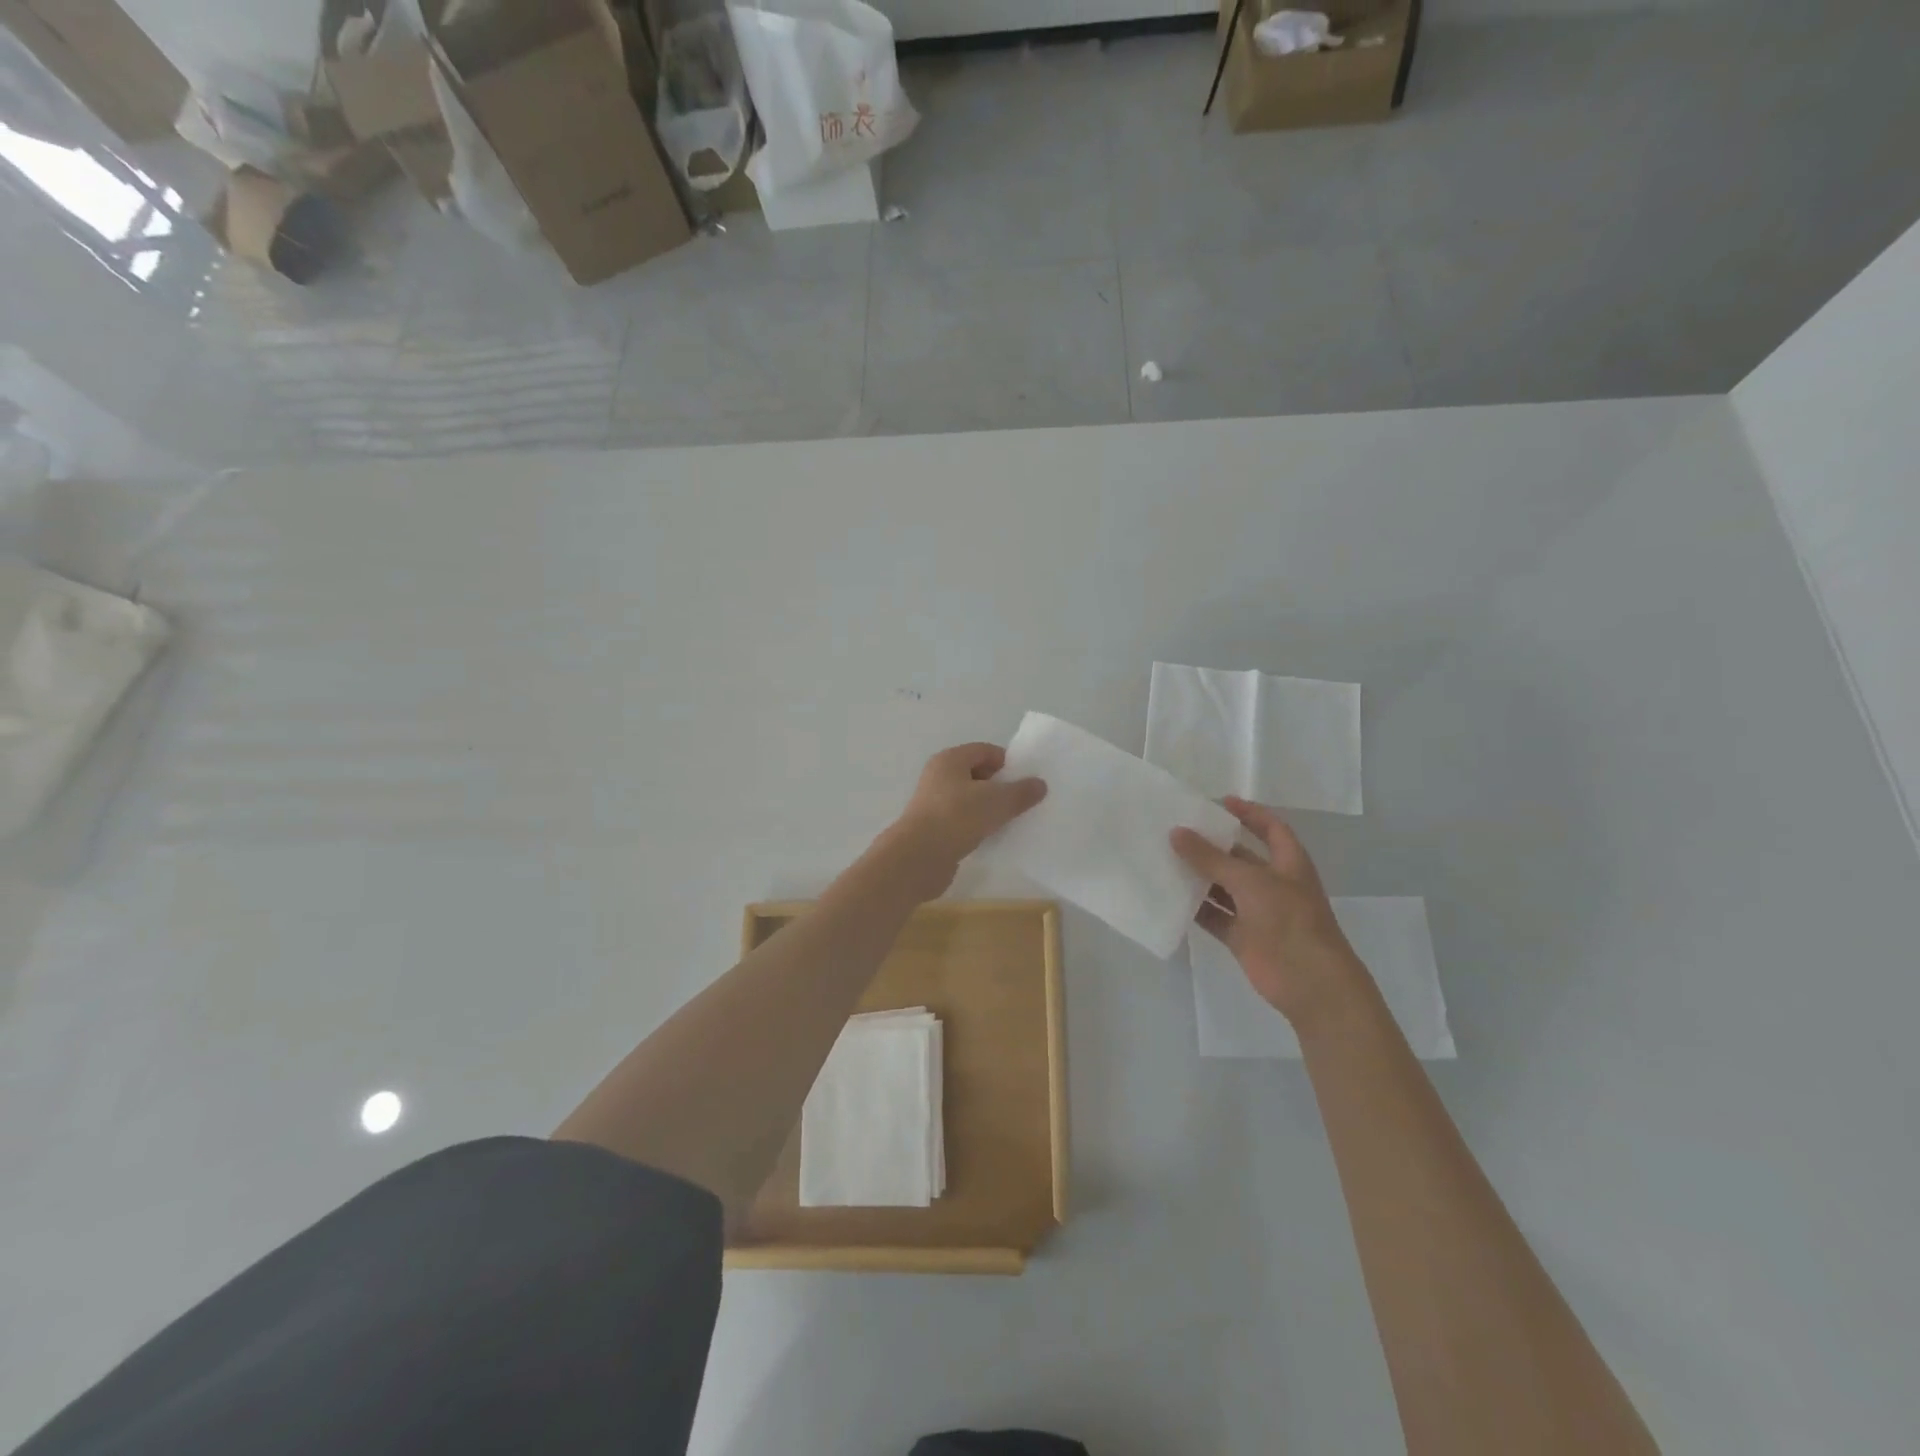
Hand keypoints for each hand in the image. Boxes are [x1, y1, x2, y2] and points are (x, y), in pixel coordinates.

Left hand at [879, 742, 1046, 899]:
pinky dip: (978, 827)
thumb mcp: (997, 801)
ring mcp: (934, 804)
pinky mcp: (934, 830)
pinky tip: (993, 838)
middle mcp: (938, 777)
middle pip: (976, 775)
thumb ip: (1021, 792)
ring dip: (989, 809)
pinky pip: (962, 822)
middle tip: (1023, 801)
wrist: (918, 858)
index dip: (1007, 762)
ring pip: (969, 800)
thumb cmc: (957, 817)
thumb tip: (1039, 784)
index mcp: (950, 760)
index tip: (1026, 780)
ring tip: (1012, 821)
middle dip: (1000, 786)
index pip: (984, 750)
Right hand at [1171, 797, 1362, 1027]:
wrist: (1310, 983)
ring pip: (1223, 887)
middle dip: (1212, 845)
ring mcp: (1258, 912)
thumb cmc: (1289, 921)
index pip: (1269, 828)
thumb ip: (1211, 858)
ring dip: (1199, 876)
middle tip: (1176, 830)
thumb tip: (1176, 832)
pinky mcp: (1243, 937)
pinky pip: (1215, 916)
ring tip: (1164, 859)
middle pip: (1240, 857)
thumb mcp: (1250, 881)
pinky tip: (1169, 897)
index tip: (1219, 802)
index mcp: (1288, 863)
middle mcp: (1273, 883)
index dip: (1248, 813)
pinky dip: (1196, 908)